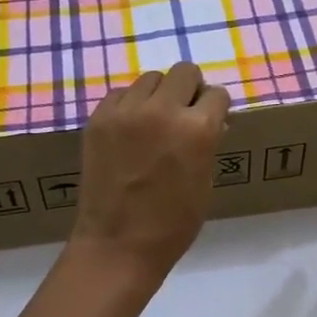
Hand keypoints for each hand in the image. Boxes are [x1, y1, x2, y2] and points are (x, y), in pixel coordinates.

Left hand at [70, 62, 229, 281]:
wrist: (117, 244)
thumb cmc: (173, 223)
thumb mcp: (206, 181)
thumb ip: (208, 142)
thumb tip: (210, 120)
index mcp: (198, 128)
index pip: (216, 94)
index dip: (216, 107)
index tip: (211, 119)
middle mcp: (163, 110)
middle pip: (185, 72)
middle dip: (190, 90)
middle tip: (184, 114)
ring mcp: (126, 112)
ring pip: (151, 78)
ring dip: (159, 95)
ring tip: (154, 122)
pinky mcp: (99, 118)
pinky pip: (121, 94)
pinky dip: (130, 105)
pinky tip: (130, 130)